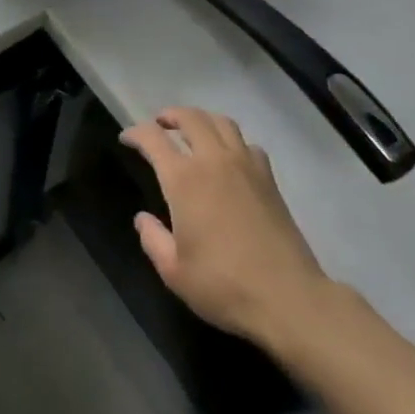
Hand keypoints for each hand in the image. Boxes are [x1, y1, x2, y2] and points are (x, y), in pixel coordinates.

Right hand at [121, 107, 336, 355]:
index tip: (126, 138)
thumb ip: (153, 239)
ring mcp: (245, 166)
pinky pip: (247, 143)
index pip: (153, 138)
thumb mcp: (174, 272)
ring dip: (202, 120)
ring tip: (192, 131)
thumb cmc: (224, 285)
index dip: (135, 133)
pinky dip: (232, 140)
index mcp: (184, 179)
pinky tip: (229, 157)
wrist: (288, 298)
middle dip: (170, 115)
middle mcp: (213, 161)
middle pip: (190, 117)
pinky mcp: (269, 179)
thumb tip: (143, 219)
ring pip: (221, 122)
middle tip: (159, 124)